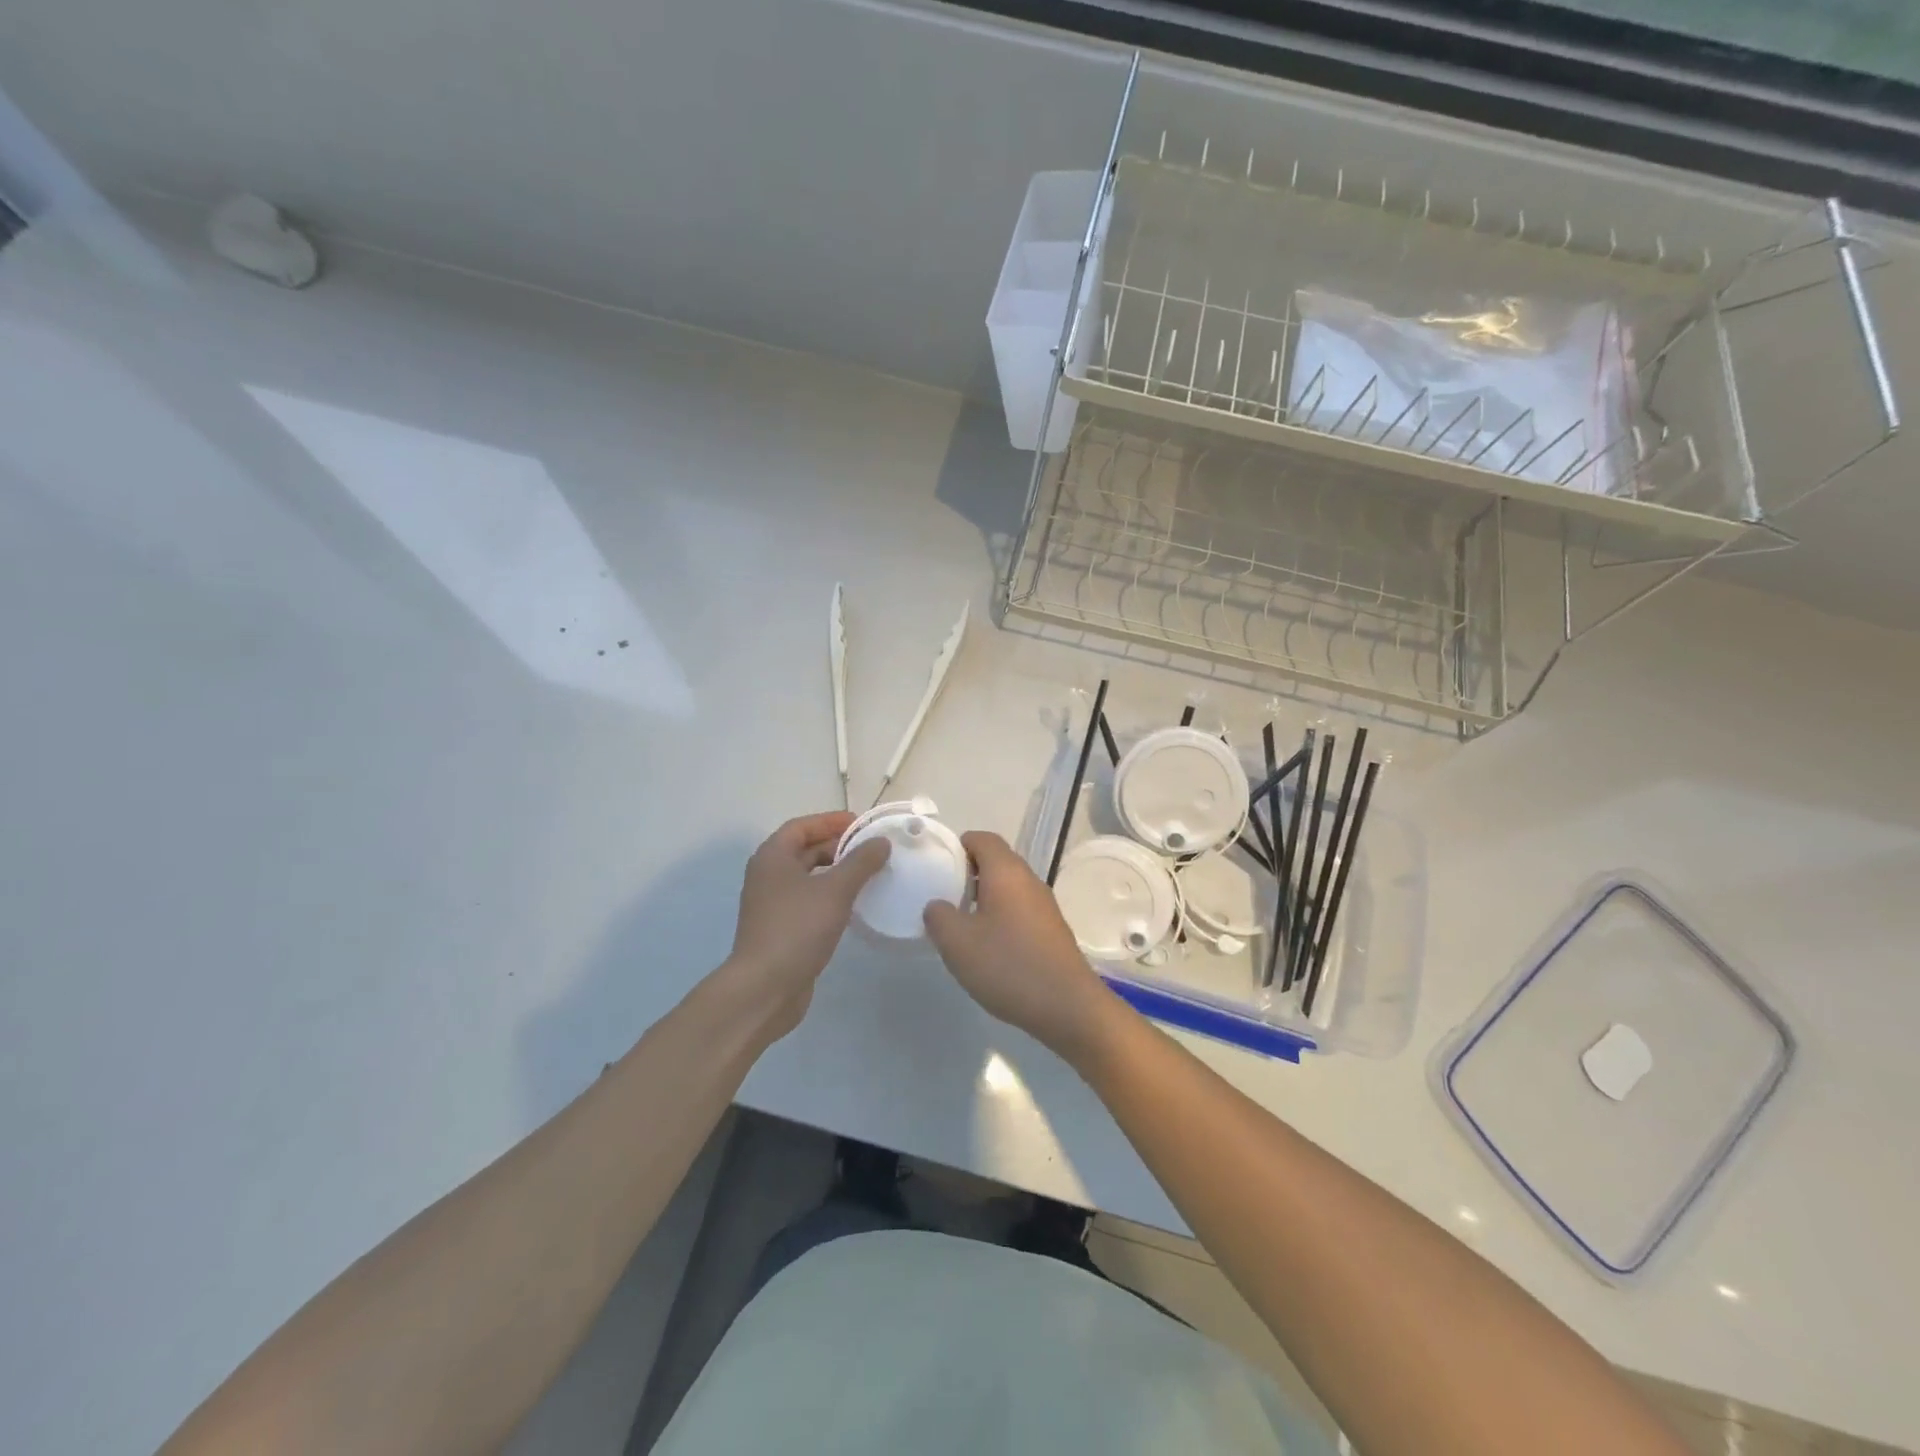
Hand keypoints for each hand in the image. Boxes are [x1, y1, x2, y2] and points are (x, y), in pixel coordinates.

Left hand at [724, 812, 889, 1039]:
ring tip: (868, 875)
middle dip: (837, 846)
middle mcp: (768, 876)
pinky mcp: (781, 929)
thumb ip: (861, 862)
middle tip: (870, 850)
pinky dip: (830, 896)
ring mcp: (773, 905)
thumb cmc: (797, 928)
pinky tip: (854, 906)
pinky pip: (809, 901)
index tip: (862, 824)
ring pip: (808, 877)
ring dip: (836, 873)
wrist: (765, 988)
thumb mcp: (835, 890)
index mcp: (773, 857)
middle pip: (804, 850)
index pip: (801, 826)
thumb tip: (881, 842)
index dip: (831, 821)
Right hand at [923, 831, 1118, 1061]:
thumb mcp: (957, 942)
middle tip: (944, 898)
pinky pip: (1019, 910)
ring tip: (961, 925)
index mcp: (1006, 871)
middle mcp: (1029, 880)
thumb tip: (938, 906)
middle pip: (996, 861)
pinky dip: (1000, 917)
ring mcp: (1044, 905)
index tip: (938, 868)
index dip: (957, 846)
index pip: (981, 838)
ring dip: (983, 899)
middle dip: (967, 874)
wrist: (1068, 1006)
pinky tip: (988, 948)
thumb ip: (938, 916)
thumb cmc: (1008, 965)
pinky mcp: (1051, 930)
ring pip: (1008, 888)